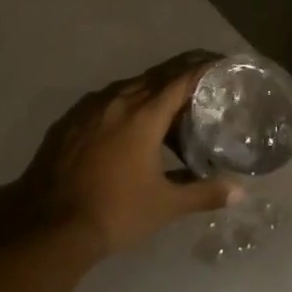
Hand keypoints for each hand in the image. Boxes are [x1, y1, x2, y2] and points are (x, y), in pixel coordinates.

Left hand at [11, 51, 241, 261]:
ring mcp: (91, 109)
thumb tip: (240, 192)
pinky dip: (124, 105)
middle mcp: (118, 101)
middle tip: (200, 83)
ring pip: (128, 88)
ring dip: (151, 91)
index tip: (219, 65)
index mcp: (144, 115)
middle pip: (155, 78)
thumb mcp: (165, 205)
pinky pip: (105, 102)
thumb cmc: (116, 211)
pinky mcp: (71, 121)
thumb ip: (204, 193)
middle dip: (179, 77)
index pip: (180, 81)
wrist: (51, 226)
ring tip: (167, 105)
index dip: (202, 71)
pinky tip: (127, 124)